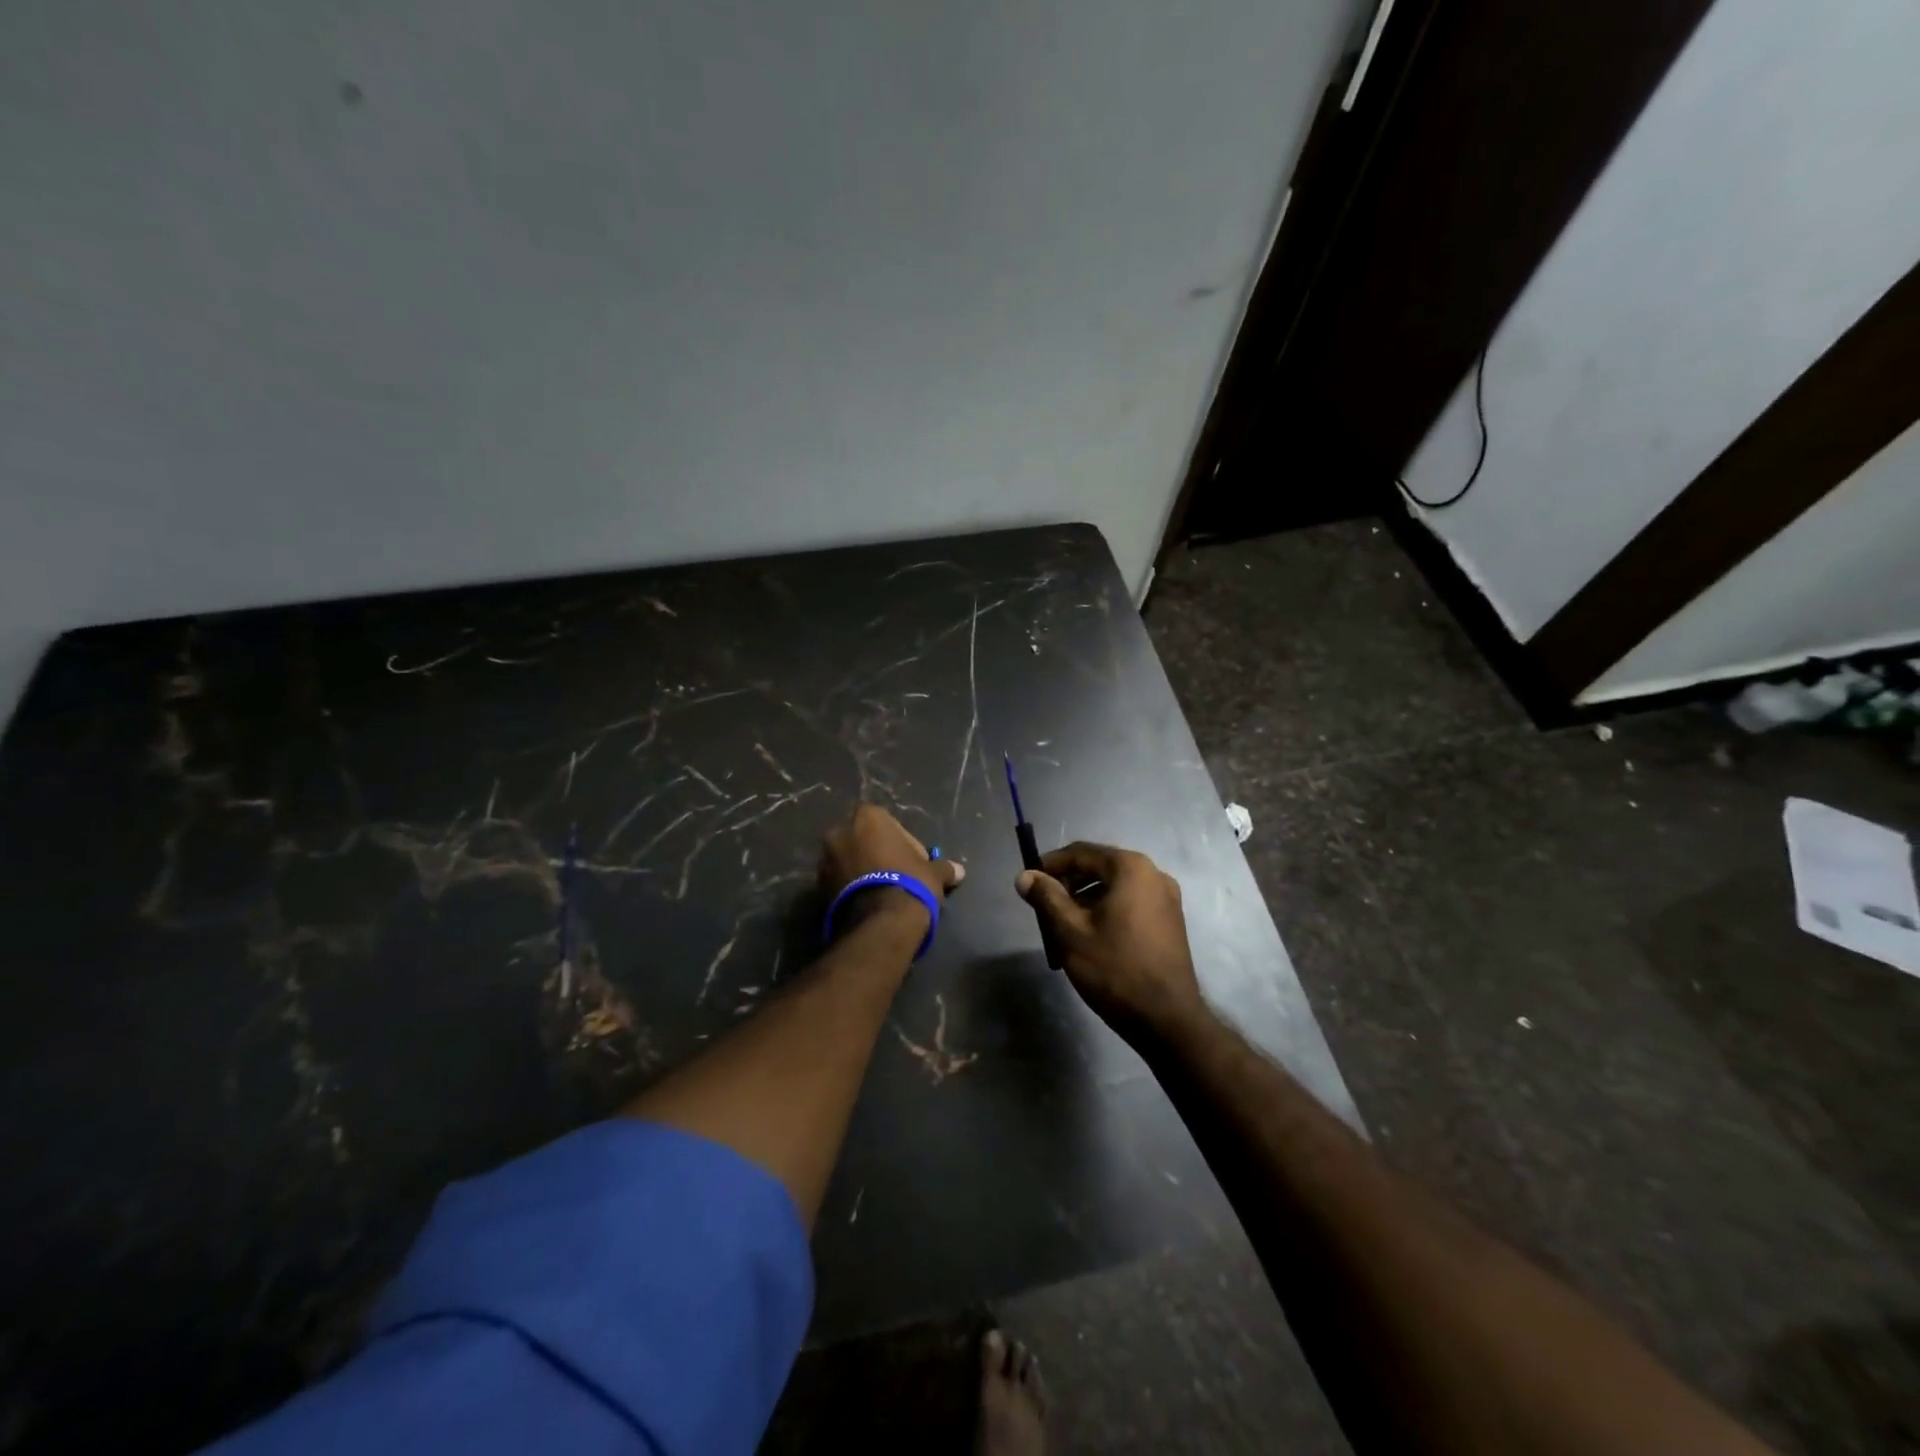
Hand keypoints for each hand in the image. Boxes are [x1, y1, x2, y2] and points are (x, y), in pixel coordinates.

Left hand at [819, 804, 963, 929]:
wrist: (880, 923)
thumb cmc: (909, 883)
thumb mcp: (933, 873)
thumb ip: (943, 867)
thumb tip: (959, 871)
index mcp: (868, 818)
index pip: (885, 821)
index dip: (900, 839)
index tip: (911, 859)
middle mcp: (840, 832)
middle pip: (861, 838)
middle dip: (874, 853)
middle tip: (895, 873)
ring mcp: (825, 860)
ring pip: (847, 860)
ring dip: (860, 871)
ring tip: (881, 892)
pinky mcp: (817, 887)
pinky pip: (838, 881)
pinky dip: (849, 888)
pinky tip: (868, 903)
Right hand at [1016, 842, 1203, 1039]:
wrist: (1166, 1019)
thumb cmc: (1114, 969)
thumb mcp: (1071, 931)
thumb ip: (1046, 897)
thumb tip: (1024, 876)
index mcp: (1131, 868)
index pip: (1081, 852)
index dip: (1051, 864)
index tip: (1029, 881)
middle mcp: (1154, 874)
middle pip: (1100, 867)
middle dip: (1069, 883)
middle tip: (1044, 906)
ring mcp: (1167, 898)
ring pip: (1115, 887)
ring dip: (1087, 899)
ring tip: (1064, 925)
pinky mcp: (1171, 921)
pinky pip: (1131, 903)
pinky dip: (1107, 910)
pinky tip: (1092, 936)